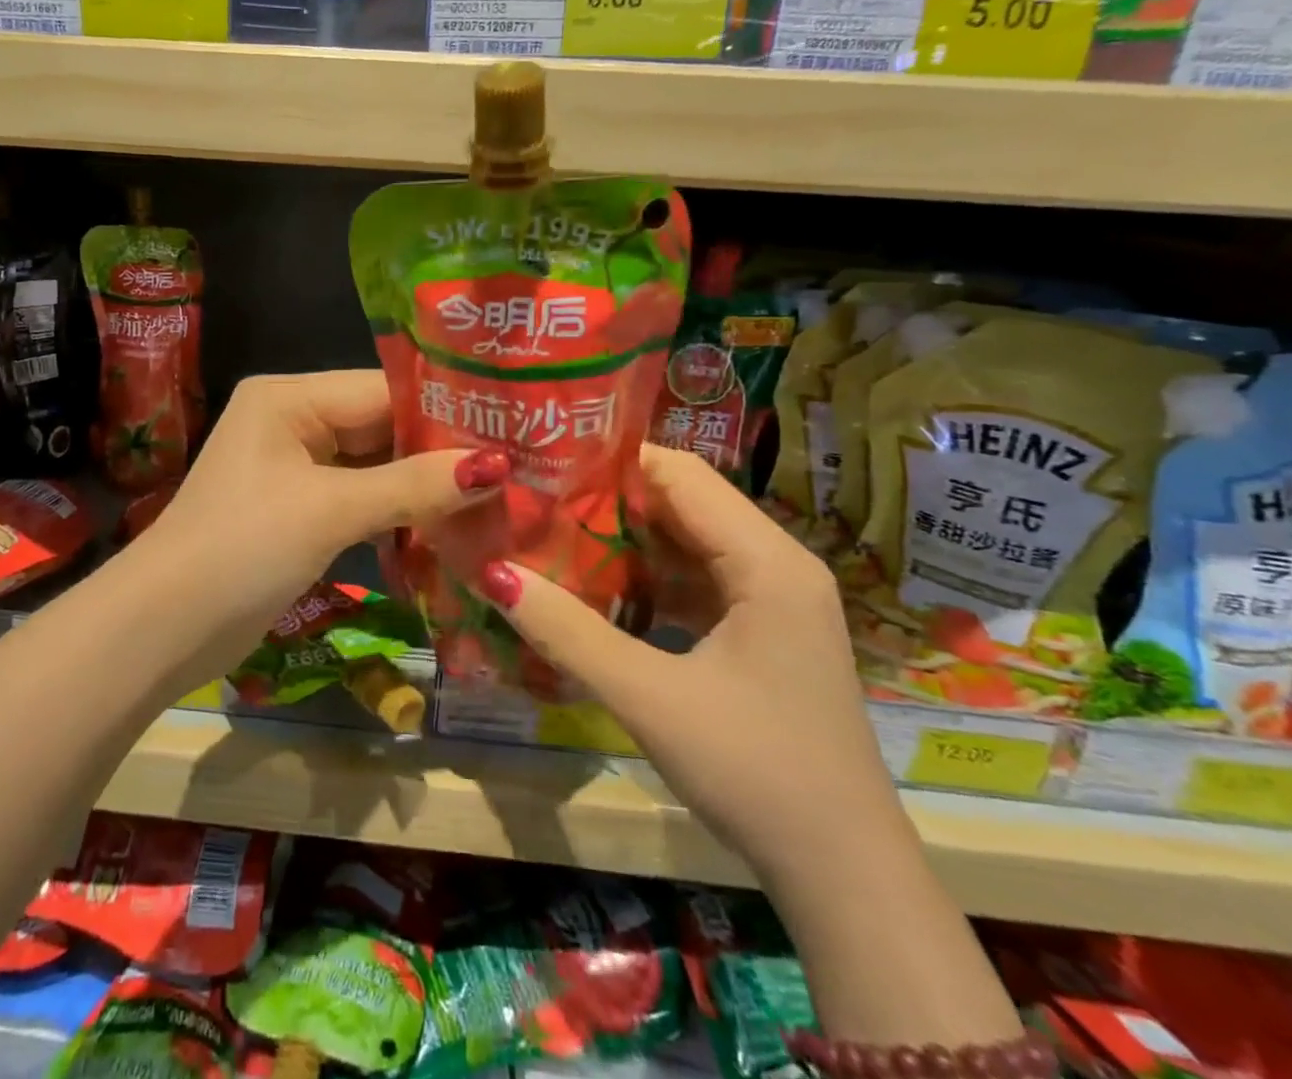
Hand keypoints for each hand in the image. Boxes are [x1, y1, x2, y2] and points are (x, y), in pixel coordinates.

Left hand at [139, 371, 508, 649]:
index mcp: (290, 398)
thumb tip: (497, 467)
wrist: (163, 628)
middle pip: (382, 427)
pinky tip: (448, 529)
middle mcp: (293, 421)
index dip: (445, 412)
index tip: (512, 430)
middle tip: (516, 469)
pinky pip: (360, 498)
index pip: (383, 390)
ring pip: (375, 466)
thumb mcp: (330, 510)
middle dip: (440, 453)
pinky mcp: (299, 510)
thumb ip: (413, 486)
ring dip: (423, 488)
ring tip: (497, 499)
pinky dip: (396, 514)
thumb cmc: (242, 549)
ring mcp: (295, 468)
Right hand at [469, 444, 908, 885]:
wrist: (843, 876)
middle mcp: (777, 564)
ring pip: (687, 542)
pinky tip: (597, 590)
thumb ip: (569, 632)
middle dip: (610, 498)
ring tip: (553, 534)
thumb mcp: (650, 698)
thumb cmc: (756, 773)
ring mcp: (773, 599)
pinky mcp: (762, 631)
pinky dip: (647, 579)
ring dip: (625, 540)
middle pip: (684, 502)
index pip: (681, 473)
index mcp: (767, 560)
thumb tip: (493, 573)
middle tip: (537, 499)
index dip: (613, 461)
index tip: (546, 464)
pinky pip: (696, 581)